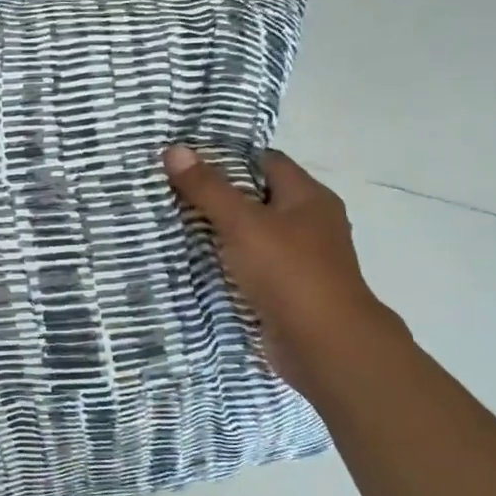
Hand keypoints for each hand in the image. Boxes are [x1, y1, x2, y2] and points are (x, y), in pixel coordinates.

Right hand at [163, 146, 406, 396]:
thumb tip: (174, 149)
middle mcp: (308, 223)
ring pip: (251, 234)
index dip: (227, 156)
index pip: (265, 161)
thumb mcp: (243, 223)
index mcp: (308, 197)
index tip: (186, 159)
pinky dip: (226, 262)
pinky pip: (250, 265)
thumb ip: (208, 188)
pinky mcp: (286, 290)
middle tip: (170, 189)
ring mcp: (299, 260)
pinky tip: (193, 261)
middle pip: (256, 197)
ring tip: (172, 222)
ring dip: (218, 231)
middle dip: (216, 194)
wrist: (324, 346)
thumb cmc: (289, 273)